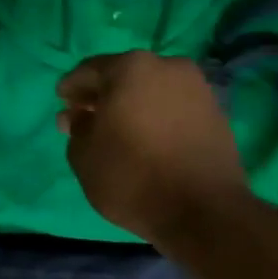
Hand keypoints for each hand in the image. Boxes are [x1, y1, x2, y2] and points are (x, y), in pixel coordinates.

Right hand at [56, 51, 249, 242]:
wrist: (203, 211)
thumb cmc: (131, 177)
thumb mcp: (83, 154)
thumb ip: (76, 127)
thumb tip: (80, 115)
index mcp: (130, 68)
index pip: (90, 71)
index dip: (72, 88)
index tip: (61, 103)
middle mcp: (168, 67)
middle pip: (124, 76)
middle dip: (102, 96)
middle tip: (85, 118)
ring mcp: (197, 89)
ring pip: (151, 90)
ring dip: (130, 105)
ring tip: (115, 131)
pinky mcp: (216, 113)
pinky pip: (173, 107)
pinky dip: (155, 116)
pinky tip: (144, 138)